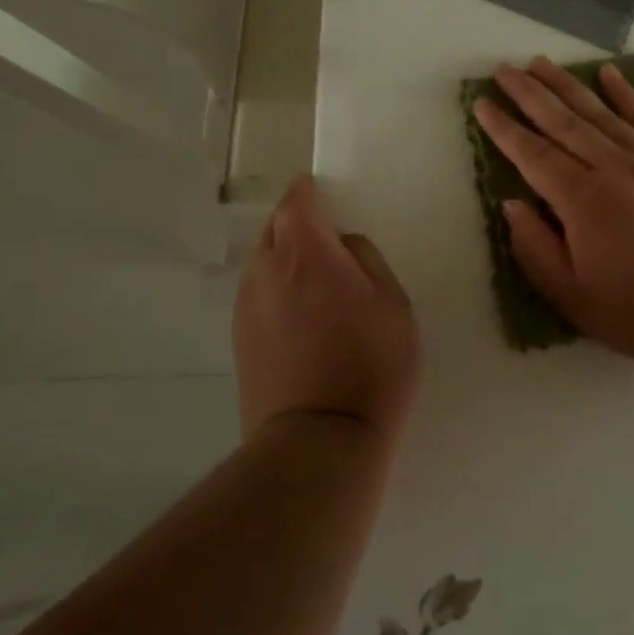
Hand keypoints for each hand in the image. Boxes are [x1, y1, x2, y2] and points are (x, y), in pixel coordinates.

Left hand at [234, 175, 421, 443]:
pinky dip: (275, 289)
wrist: (318, 443)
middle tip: (325, 238)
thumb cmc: (370, 366)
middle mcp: (266, 271)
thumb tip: (342, 245)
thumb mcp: (393, 304)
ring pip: (262, 262)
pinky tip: (299, 314)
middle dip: (295, 222)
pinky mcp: (240, 341)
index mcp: (306, 253)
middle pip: (274, 228)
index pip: (296, 202)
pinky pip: (257, 294)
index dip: (307, 191)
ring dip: (284, 257)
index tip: (319, 191)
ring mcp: (247, 307)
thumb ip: (366, 260)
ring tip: (314, 279)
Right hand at [474, 58, 633, 365]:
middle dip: (528, 93)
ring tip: (541, 63)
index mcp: (582, 199)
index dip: (503, 127)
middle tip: (503, 69)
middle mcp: (613, 167)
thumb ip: (534, 246)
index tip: (481, 102)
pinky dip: (627, 95)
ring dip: (567, 85)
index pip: (532, 153)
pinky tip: (609, 74)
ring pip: (601, 113)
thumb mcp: (570, 294)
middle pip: (562, 122)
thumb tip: (512, 203)